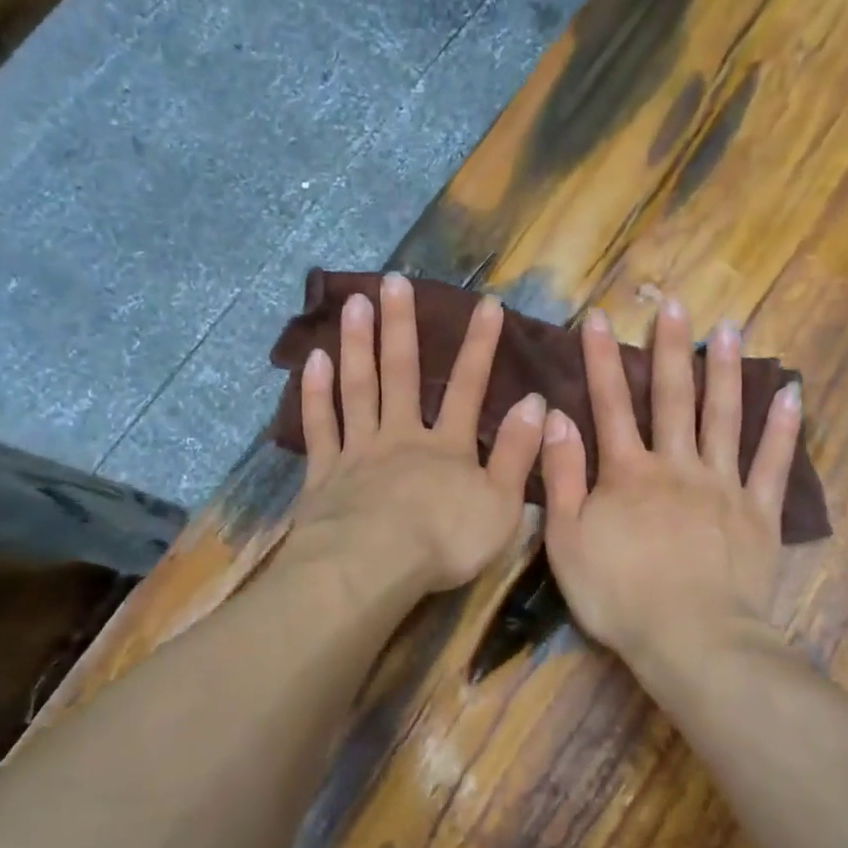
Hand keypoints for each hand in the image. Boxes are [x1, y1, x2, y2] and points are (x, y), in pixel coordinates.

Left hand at [289, 272, 546, 596]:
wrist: (373, 567)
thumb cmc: (444, 542)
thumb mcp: (501, 505)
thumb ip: (517, 454)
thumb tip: (534, 403)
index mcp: (448, 447)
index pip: (469, 388)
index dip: (481, 347)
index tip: (487, 305)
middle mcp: (402, 436)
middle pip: (402, 374)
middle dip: (401, 327)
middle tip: (393, 280)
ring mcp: (359, 450)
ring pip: (358, 388)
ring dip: (358, 344)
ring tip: (355, 302)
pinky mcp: (324, 473)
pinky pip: (320, 426)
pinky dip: (315, 393)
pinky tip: (313, 360)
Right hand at [540, 297, 802, 664]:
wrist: (691, 639)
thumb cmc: (619, 595)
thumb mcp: (566, 540)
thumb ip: (561, 476)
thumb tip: (558, 417)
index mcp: (628, 473)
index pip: (611, 404)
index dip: (601, 359)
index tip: (598, 317)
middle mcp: (677, 465)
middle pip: (673, 397)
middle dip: (670, 347)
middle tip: (674, 303)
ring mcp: (723, 486)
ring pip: (725, 417)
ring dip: (726, 370)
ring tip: (729, 329)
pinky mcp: (759, 513)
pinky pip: (773, 464)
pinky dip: (783, 428)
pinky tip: (791, 394)